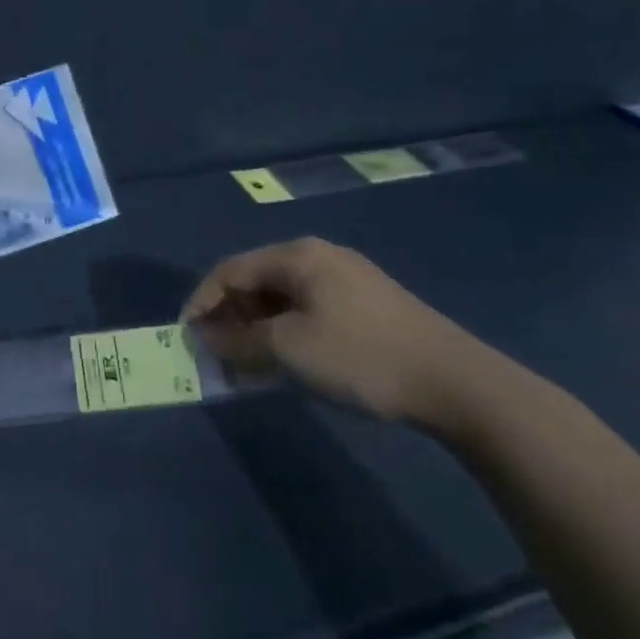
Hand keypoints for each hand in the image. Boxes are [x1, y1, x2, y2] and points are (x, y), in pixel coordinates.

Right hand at [182, 237, 502, 425]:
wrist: (454, 382)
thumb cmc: (360, 356)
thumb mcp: (288, 349)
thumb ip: (238, 341)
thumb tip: (205, 338)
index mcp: (298, 256)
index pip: (231, 270)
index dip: (202, 301)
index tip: (185, 336)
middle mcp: (319, 258)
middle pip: (256, 282)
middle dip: (228, 317)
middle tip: (213, 353)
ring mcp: (346, 281)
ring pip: (281, 300)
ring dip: (255, 329)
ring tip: (243, 364)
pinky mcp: (365, 306)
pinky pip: (306, 312)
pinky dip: (284, 334)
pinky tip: (282, 362)